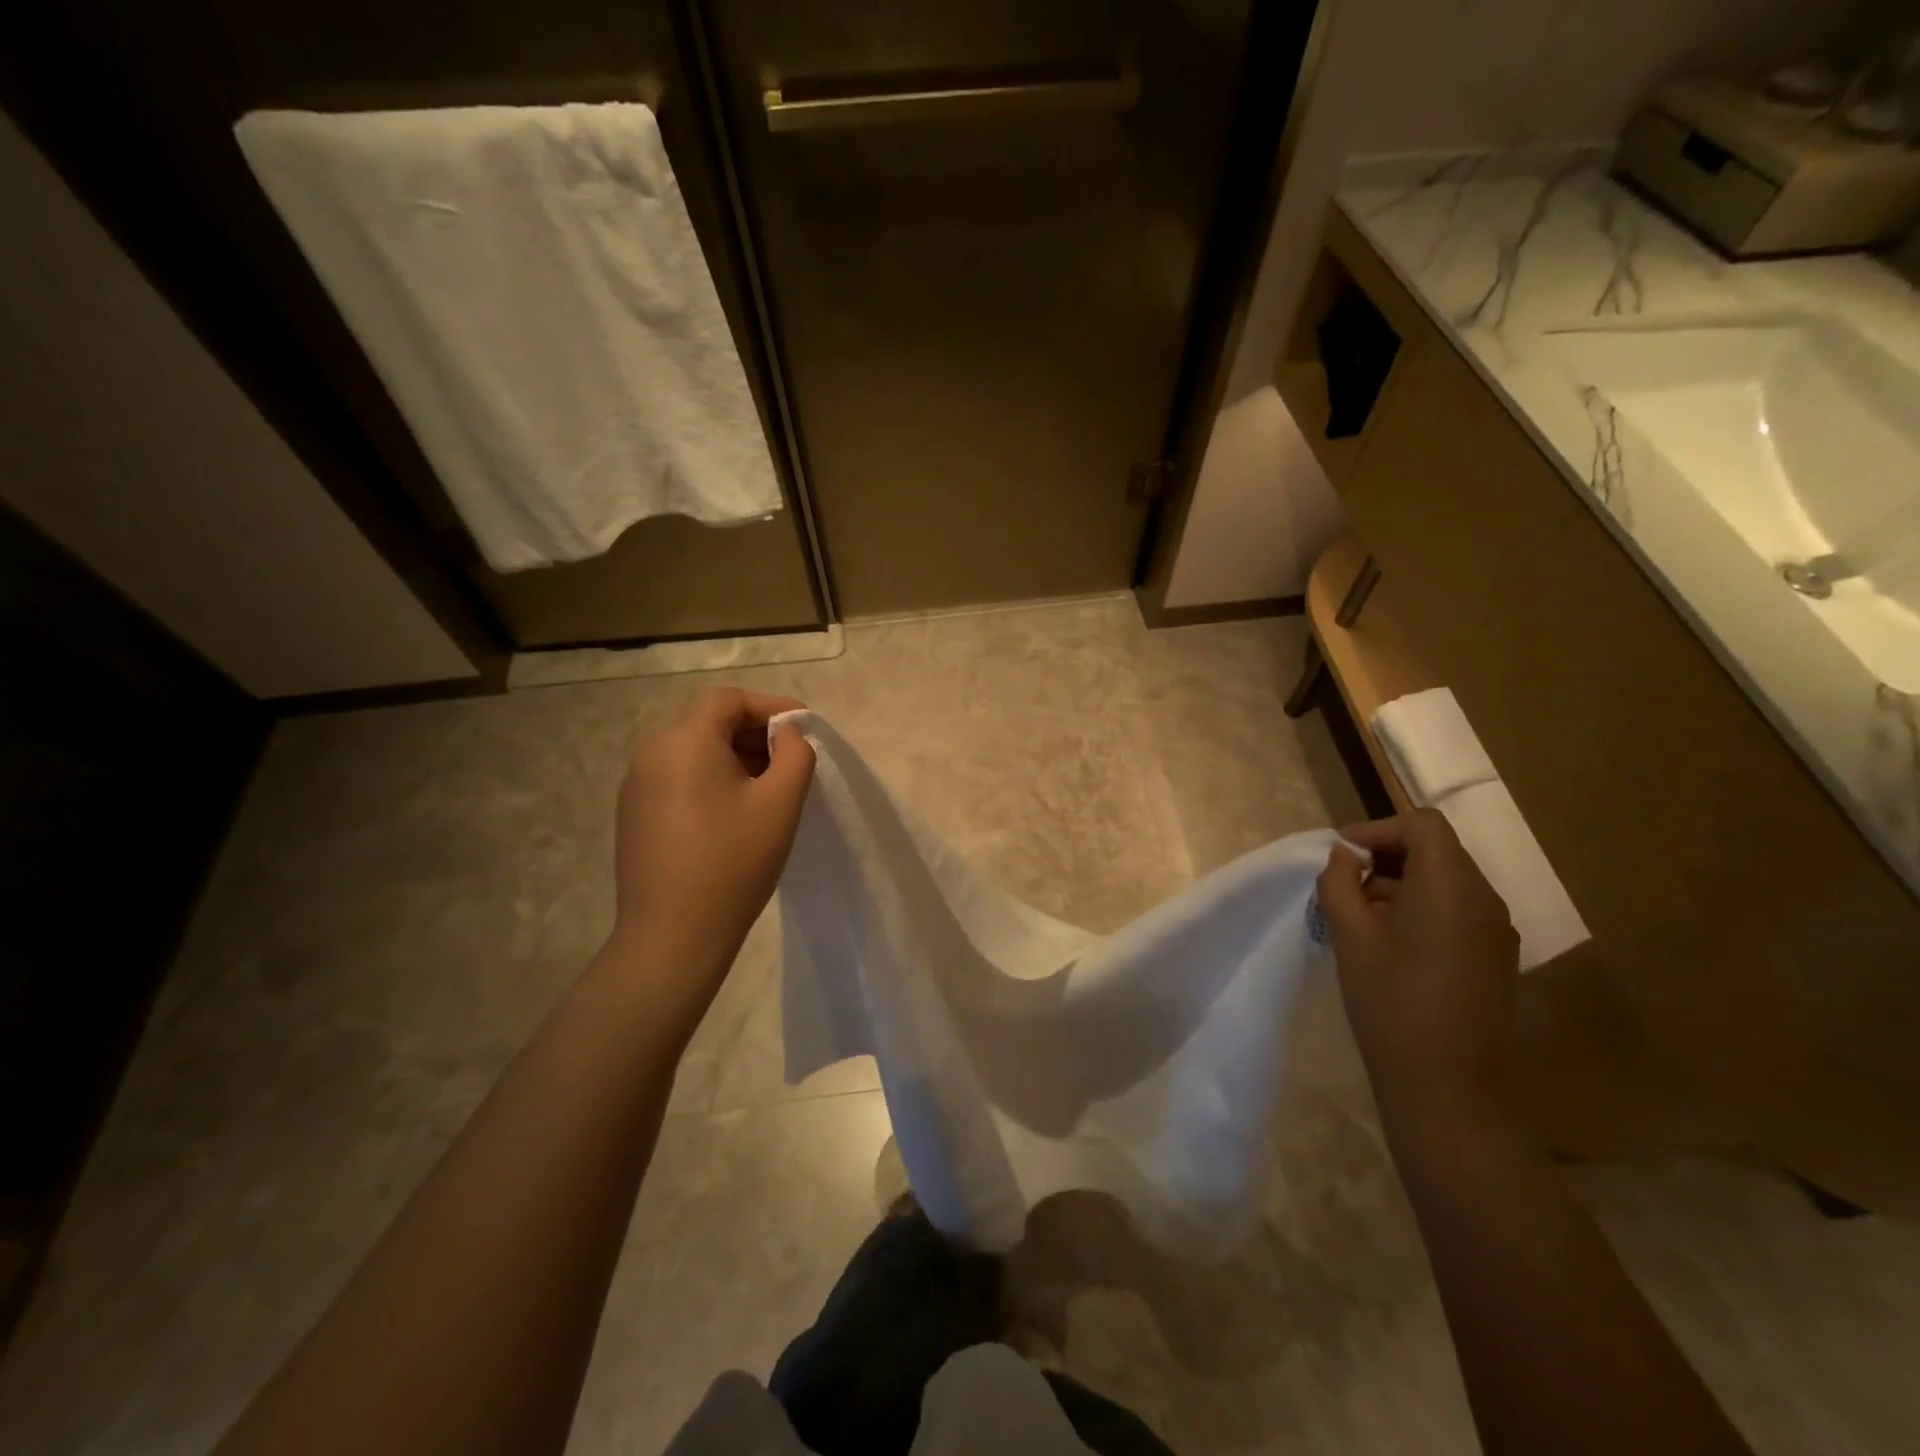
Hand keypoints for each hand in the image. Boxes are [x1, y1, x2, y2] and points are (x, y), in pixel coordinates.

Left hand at [611, 688, 815, 976]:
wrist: (672, 935)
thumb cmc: (734, 861)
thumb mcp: (781, 802)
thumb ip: (795, 754)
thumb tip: (786, 735)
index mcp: (684, 740)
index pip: (730, 700)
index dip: (772, 706)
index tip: (804, 728)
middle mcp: (652, 752)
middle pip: (709, 722)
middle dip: (755, 733)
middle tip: (791, 761)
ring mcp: (636, 785)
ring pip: (693, 751)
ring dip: (734, 757)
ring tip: (768, 788)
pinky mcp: (634, 814)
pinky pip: (678, 777)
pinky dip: (711, 779)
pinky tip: (734, 813)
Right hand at [1317, 810, 1520, 1125]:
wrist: (1448, 1086)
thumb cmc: (1390, 1002)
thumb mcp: (1350, 936)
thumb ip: (1340, 882)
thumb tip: (1345, 856)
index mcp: (1451, 886)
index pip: (1423, 825)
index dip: (1378, 829)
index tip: (1343, 854)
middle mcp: (1485, 898)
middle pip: (1438, 849)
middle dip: (1388, 855)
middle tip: (1346, 883)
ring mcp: (1497, 929)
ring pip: (1448, 879)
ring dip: (1403, 882)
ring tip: (1362, 914)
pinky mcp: (1497, 955)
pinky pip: (1459, 909)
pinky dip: (1423, 906)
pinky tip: (1392, 940)